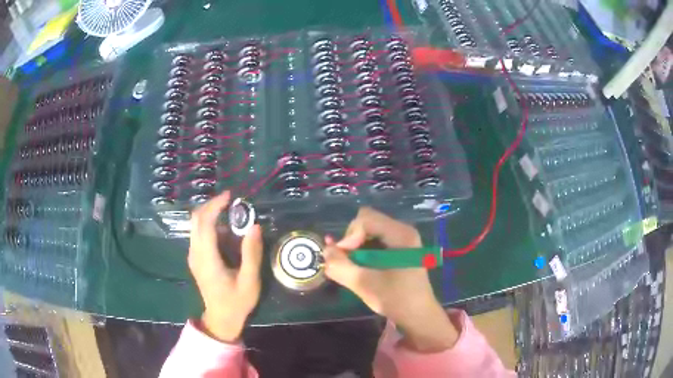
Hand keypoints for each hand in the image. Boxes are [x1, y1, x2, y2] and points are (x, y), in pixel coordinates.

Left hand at [188, 191, 262, 342]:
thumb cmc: (237, 302)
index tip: (230, 196)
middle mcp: (195, 253)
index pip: (205, 222)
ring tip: (231, 216)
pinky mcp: (195, 258)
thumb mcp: (250, 281)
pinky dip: (210, 225)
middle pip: (196, 219)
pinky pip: (198, 234)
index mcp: (207, 258)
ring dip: (211, 214)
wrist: (221, 319)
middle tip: (230, 201)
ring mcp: (193, 256)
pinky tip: (225, 233)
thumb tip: (255, 226)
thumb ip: (251, 253)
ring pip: (195, 225)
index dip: (216, 205)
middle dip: (211, 205)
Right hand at [323, 207, 458, 351]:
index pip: (365, 219)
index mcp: (401, 234)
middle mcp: (402, 231)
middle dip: (351, 242)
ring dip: (355, 248)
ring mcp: (402, 240)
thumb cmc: (396, 299)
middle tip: (345, 263)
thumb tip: (325, 251)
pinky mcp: (399, 250)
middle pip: (366, 223)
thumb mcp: (365, 284)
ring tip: (349, 268)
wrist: (418, 316)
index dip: (349, 236)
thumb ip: (341, 266)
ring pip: (368, 233)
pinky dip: (362, 253)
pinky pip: (374, 242)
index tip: (344, 259)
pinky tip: (358, 268)